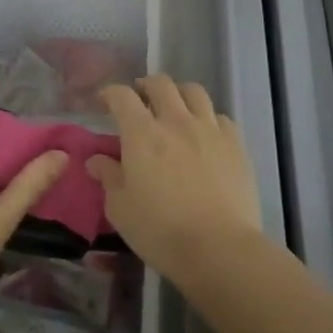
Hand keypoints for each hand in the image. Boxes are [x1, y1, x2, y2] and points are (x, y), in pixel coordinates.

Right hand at [89, 75, 263, 285]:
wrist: (219, 248)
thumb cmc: (160, 231)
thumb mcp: (121, 208)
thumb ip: (109, 177)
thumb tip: (96, 159)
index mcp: (142, 133)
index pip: (122, 96)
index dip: (110, 93)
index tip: (104, 101)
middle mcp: (176, 121)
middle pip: (160, 83)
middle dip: (145, 85)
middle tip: (140, 99)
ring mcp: (209, 129)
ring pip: (194, 92)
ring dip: (179, 94)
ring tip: (175, 108)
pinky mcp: (235, 143)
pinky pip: (220, 117)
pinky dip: (208, 118)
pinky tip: (205, 134)